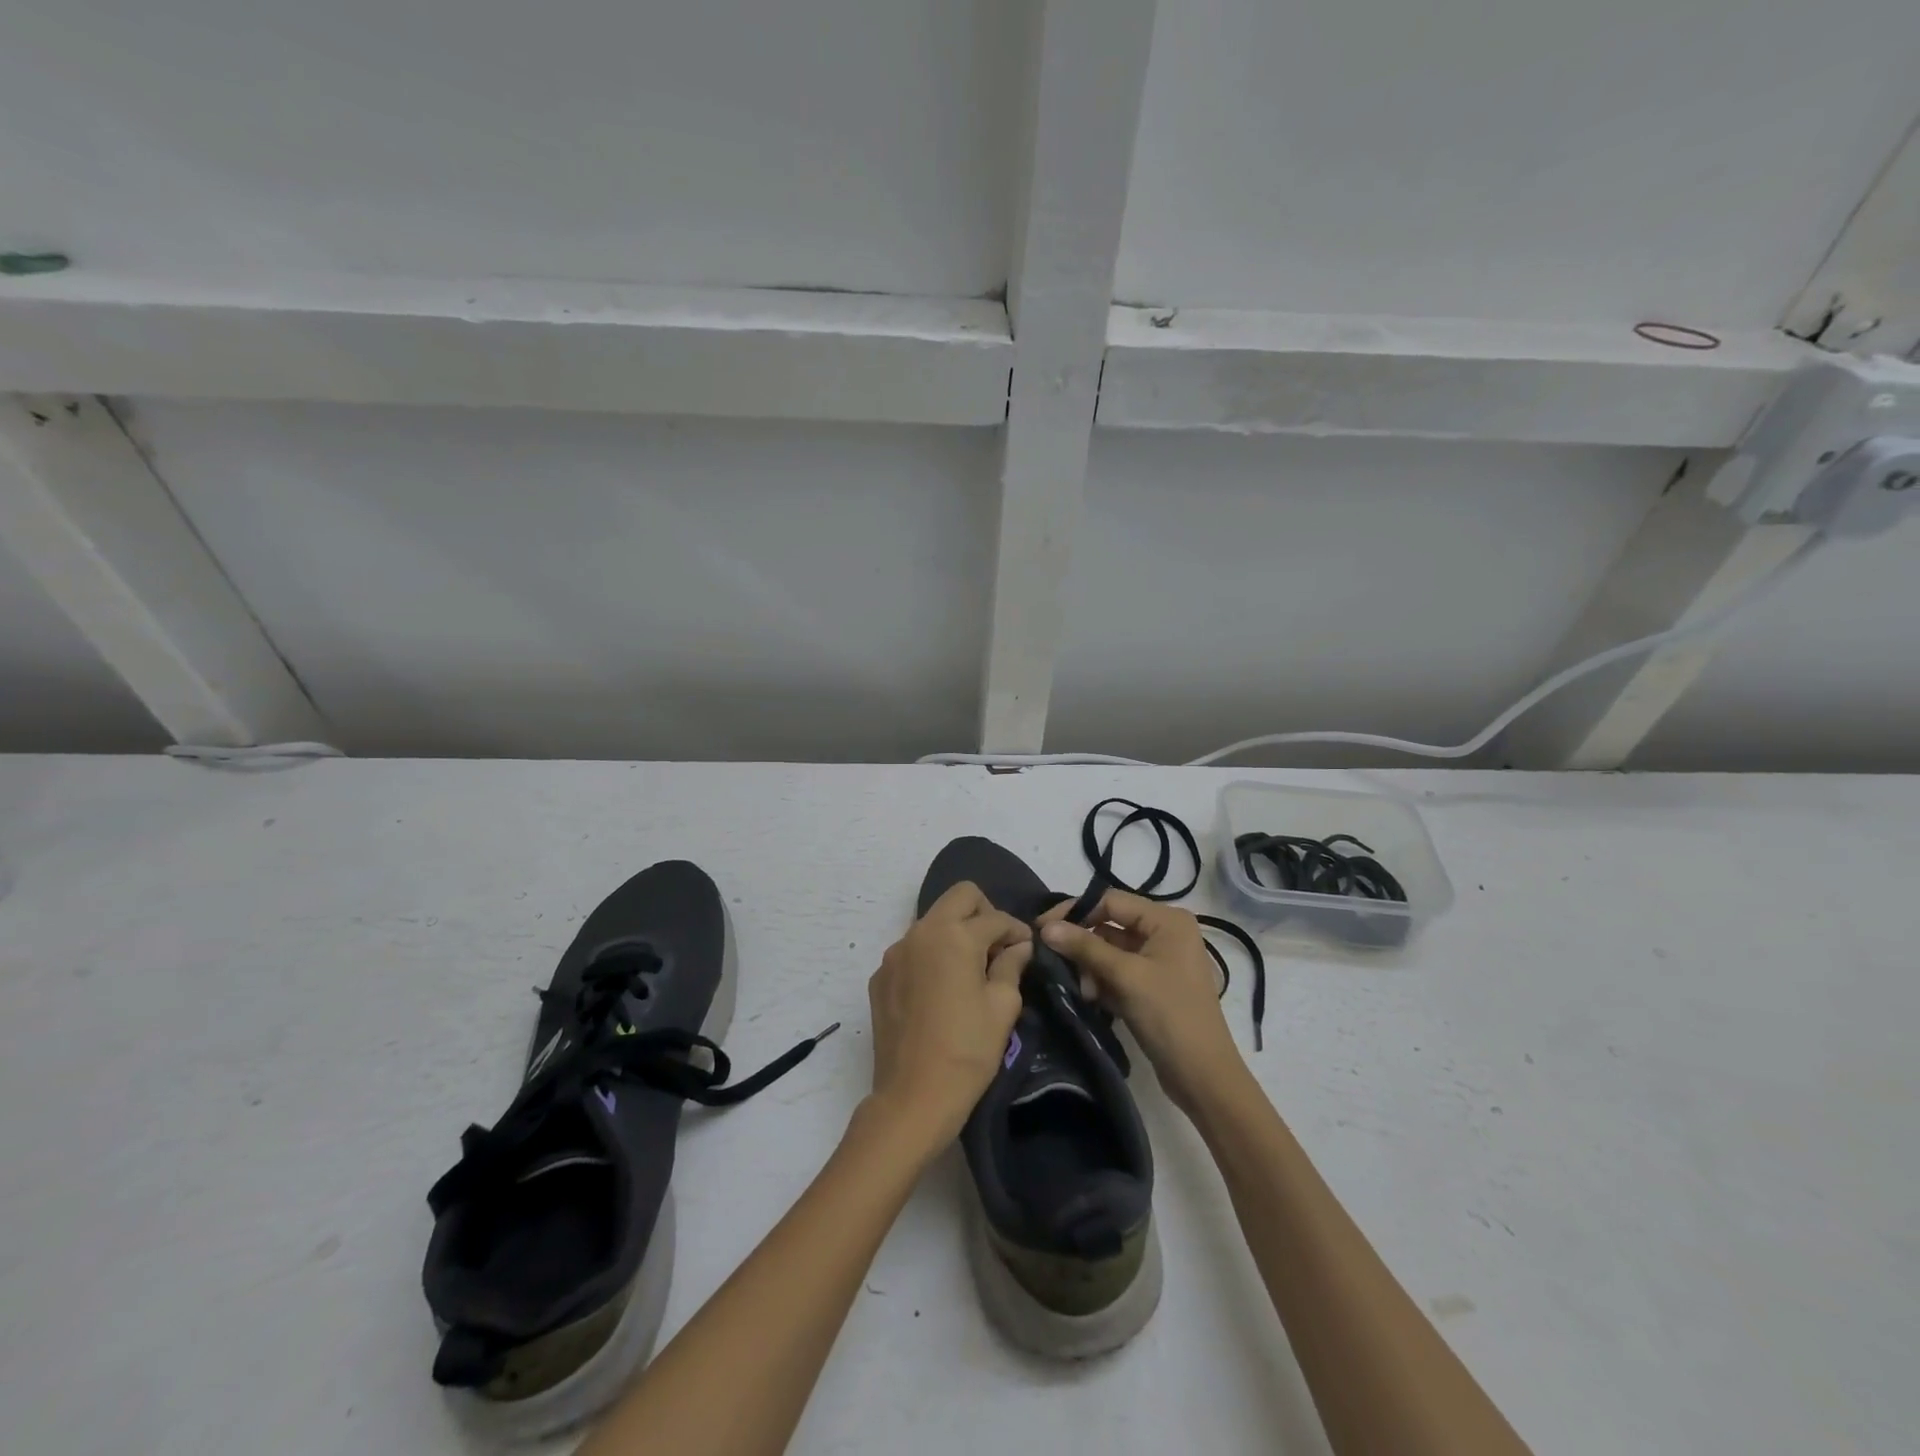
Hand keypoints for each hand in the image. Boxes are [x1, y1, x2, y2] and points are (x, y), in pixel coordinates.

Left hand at [866, 883, 1030, 1151]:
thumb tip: (1018, 946)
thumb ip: (1011, 966)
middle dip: (984, 913)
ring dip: (955, 933)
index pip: (994, 917)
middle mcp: (920, 933)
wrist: (913, 1097)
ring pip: (932, 922)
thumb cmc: (967, 1051)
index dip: (1017, 930)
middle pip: (959, 897)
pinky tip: (941, 990)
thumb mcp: (1003, 1007)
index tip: (1027, 949)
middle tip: (997, 947)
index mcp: (954, 936)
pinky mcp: (880, 977)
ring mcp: (895, 954)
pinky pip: (912, 950)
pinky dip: (931, 957)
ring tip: (970, 969)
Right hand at [1039, 890, 1246, 1115]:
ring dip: (1091, 968)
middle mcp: (1166, 933)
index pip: (1111, 901)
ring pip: (1111, 951)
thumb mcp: (1126, 977)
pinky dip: (1103, 981)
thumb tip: (1045, 927)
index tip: (1041, 929)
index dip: (1075, 912)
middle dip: (1084, 945)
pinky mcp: (1153, 986)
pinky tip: (1092, 999)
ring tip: (1083, 990)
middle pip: (1110, 926)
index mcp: (1167, 921)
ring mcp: (1160, 961)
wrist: (1203, 1077)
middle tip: (1055, 962)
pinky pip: (1119, 972)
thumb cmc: (1169, 1016)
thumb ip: (1085, 948)